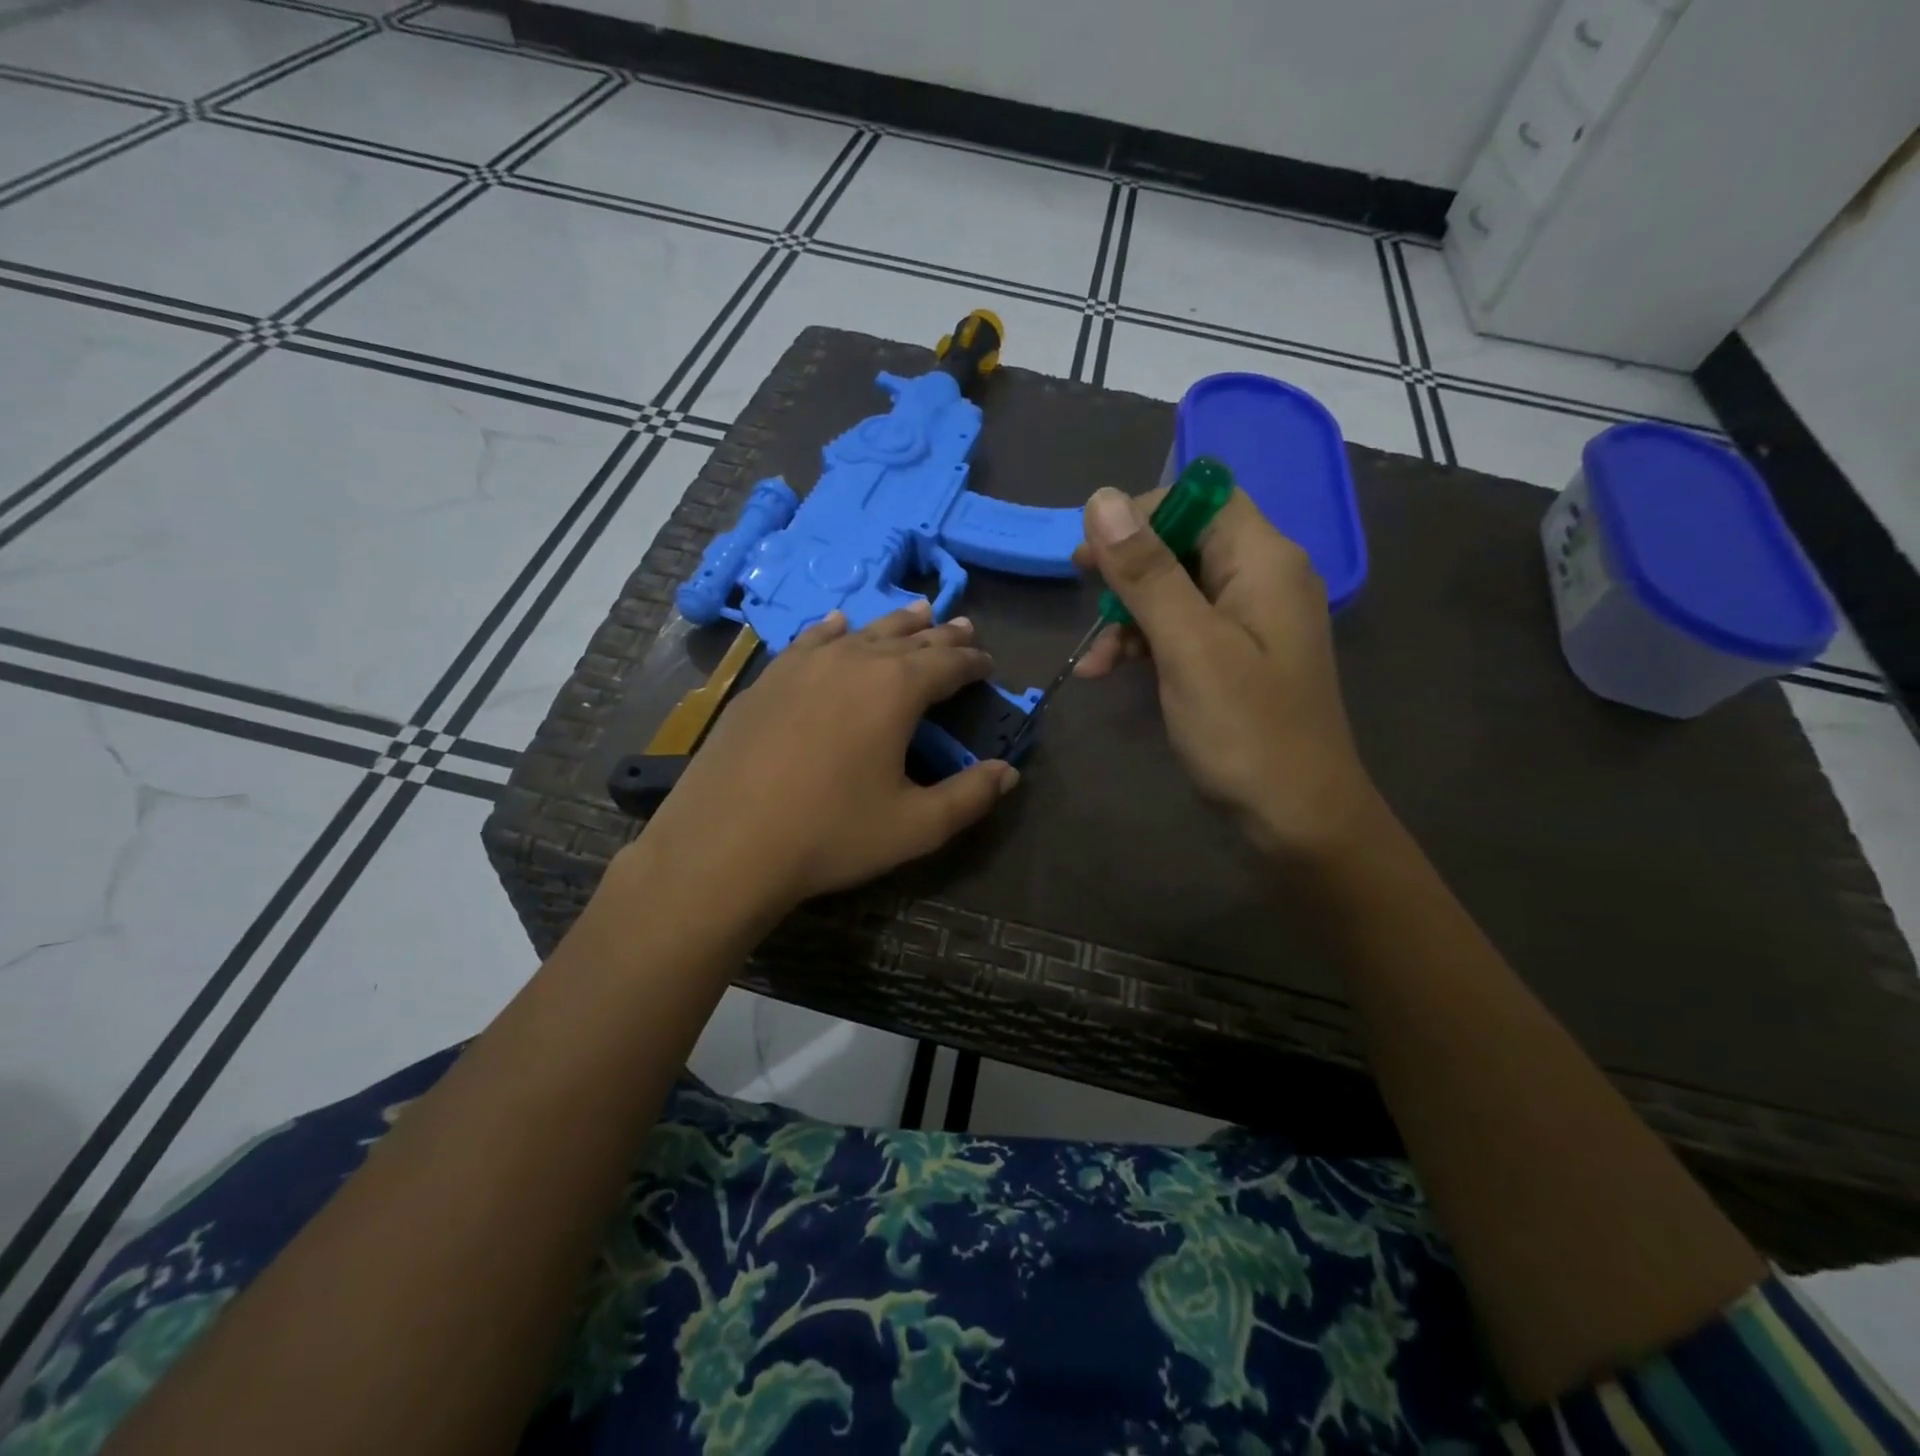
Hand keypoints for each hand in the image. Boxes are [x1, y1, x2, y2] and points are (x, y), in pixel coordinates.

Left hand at [634, 602, 1019, 914]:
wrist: (726, 842)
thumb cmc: (830, 834)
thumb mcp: (915, 826)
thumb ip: (969, 796)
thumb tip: (1008, 773)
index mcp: (896, 689)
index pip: (947, 663)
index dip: (972, 662)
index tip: (988, 663)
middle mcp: (853, 661)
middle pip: (908, 639)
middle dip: (941, 635)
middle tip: (963, 626)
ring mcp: (804, 665)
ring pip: (862, 632)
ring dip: (894, 623)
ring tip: (917, 611)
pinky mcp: (768, 680)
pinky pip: (811, 641)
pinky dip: (834, 631)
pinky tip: (838, 626)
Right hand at [1075, 486, 1380, 858]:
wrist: (1297, 816)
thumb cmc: (1245, 729)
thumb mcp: (1188, 646)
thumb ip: (1147, 573)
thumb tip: (1103, 499)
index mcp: (1263, 560)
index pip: (1202, 497)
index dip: (1144, 511)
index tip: (1095, 548)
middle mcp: (1263, 578)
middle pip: (1185, 541)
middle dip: (1129, 566)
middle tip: (1081, 584)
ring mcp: (1250, 620)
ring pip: (1176, 588)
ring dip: (1129, 614)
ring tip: (1093, 659)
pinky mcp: (1235, 656)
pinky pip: (1183, 628)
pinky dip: (1145, 643)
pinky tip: (1107, 671)